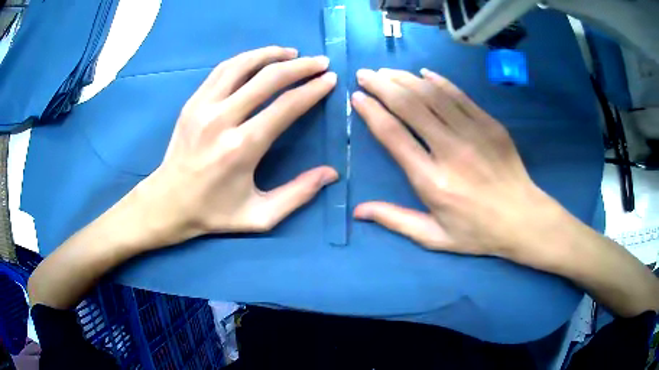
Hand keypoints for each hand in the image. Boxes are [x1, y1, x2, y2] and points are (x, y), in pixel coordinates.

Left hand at [134, 46, 338, 245]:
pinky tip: (259, 59)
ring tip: (292, 53)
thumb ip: (297, 194)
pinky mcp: (192, 102)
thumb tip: (332, 172)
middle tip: (320, 63)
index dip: (313, 90)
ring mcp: (203, 106)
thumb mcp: (260, 216)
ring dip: (272, 54)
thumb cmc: (214, 212)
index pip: (286, 106)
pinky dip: (245, 59)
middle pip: (268, 79)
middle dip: (300, 66)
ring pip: (243, 65)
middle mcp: (222, 120)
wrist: (168, 203)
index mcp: (242, 148)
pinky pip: (222, 70)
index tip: (330, 80)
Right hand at [351, 68, 563, 267]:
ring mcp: (473, 133)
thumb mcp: (434, 237)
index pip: (393, 135)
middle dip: (382, 86)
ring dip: (405, 79)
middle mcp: (450, 150)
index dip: (372, 112)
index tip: (357, 98)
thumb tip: (358, 211)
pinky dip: (439, 81)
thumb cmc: (477, 231)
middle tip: (366, 74)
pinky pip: (460, 95)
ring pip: (432, 95)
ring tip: (387, 71)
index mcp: (432, 181)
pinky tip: (423, 73)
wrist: (522, 219)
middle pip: (410, 107)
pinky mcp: (490, 124)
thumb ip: (396, 220)